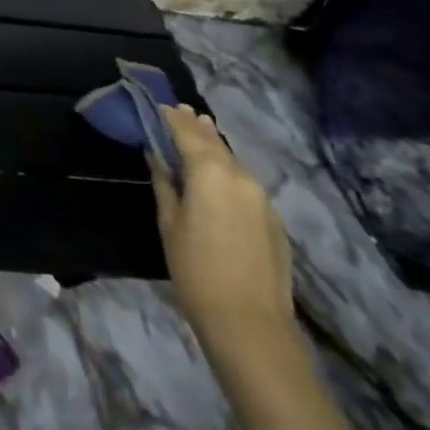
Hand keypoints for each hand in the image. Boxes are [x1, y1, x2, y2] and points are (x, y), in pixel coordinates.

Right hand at [149, 103, 294, 358]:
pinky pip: (244, 182)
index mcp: (211, 172)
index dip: (170, 117)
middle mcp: (240, 175)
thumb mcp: (169, 222)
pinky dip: (227, 170)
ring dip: (213, 146)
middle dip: (194, 126)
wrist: (250, 324)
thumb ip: (164, 182)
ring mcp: (262, 197)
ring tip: (198, 135)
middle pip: (214, 141)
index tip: (157, 106)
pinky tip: (217, 178)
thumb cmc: (196, 270)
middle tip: (177, 112)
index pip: (187, 131)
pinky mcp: (272, 218)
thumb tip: (156, 154)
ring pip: (232, 160)